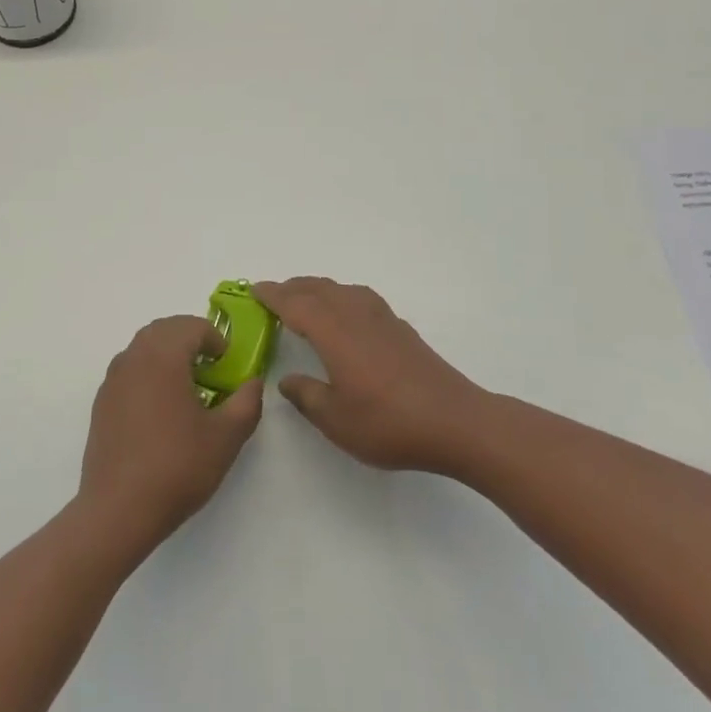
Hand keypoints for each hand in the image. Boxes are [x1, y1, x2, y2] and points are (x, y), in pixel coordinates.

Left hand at [77, 316, 263, 550]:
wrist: (118, 510)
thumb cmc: (176, 467)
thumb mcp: (226, 437)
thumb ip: (247, 402)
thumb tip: (253, 383)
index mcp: (163, 356)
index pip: (192, 326)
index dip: (216, 339)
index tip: (228, 365)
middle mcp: (133, 357)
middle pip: (164, 329)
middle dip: (191, 340)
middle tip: (212, 369)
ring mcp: (112, 380)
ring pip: (144, 348)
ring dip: (168, 355)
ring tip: (188, 388)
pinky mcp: (101, 403)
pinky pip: (129, 370)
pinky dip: (149, 373)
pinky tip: (161, 411)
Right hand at [256, 277, 486, 473]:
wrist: (456, 422)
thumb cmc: (388, 422)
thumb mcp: (336, 419)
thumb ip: (307, 396)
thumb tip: (287, 380)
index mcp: (334, 331)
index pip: (295, 304)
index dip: (273, 296)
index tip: (254, 290)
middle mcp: (356, 315)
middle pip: (318, 289)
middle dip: (293, 288)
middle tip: (273, 295)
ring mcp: (382, 319)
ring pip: (342, 290)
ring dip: (318, 290)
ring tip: (305, 301)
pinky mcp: (401, 329)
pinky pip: (360, 299)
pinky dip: (341, 298)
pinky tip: (346, 317)